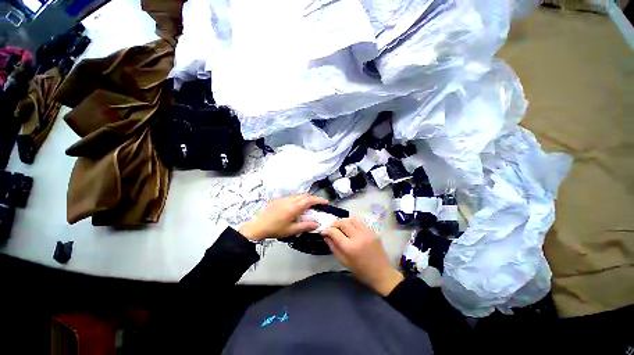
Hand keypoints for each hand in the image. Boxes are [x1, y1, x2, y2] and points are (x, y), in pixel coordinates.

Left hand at [239, 194, 328, 240]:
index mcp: (294, 208)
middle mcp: (290, 200)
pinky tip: (298, 205)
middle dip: (314, 198)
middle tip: (319, 203)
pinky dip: (299, 198)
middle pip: (305, 196)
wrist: (258, 226)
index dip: (319, 200)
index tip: (326, 202)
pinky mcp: (279, 199)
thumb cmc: (275, 229)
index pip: (309, 200)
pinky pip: (292, 196)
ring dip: (306, 198)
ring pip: (298, 195)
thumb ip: (305, 226)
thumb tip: (317, 224)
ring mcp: (284, 199)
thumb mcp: (291, 230)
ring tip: (310, 204)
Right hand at [322, 217, 403, 295]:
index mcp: (350, 247)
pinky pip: (360, 223)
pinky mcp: (373, 231)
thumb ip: (333, 247)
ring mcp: (367, 233)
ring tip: (341, 226)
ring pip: (352, 219)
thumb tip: (326, 236)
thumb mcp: (344, 261)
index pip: (335, 232)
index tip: (323, 231)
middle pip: (343, 223)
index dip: (327, 230)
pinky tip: (351, 228)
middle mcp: (358, 237)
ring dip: (344, 221)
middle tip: (331, 228)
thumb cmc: (361, 271)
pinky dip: (353, 223)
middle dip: (335, 224)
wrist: (382, 273)